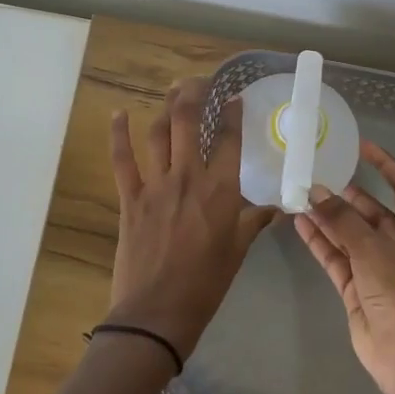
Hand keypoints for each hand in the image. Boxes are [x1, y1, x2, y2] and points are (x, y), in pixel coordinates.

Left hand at [106, 77, 279, 360]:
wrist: (157, 312)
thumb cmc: (205, 284)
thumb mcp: (237, 252)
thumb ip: (253, 223)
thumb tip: (276, 210)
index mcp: (220, 191)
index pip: (229, 140)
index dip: (232, 114)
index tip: (234, 98)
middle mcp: (188, 178)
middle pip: (189, 122)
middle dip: (194, 94)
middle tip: (199, 81)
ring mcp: (156, 185)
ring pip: (159, 133)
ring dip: (165, 108)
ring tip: (172, 92)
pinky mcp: (130, 197)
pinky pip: (122, 159)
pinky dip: (119, 134)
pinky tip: (118, 114)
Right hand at [294, 140, 394, 393]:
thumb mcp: (371, 248)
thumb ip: (340, 219)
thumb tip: (315, 191)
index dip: (386, 166)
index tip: (362, 148)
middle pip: (371, 212)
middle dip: (346, 196)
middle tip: (317, 177)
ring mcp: (376, 267)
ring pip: (349, 234)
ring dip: (327, 218)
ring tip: (300, 196)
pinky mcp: (357, 287)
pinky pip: (336, 256)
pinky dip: (320, 241)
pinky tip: (299, 223)